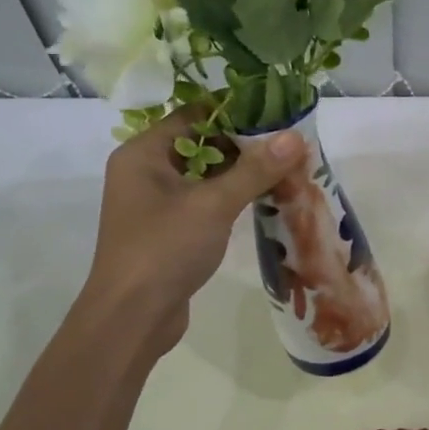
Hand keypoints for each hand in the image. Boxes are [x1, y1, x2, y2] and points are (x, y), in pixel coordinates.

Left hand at [79, 112, 304, 353]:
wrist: (132, 317)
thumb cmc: (165, 250)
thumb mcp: (213, 205)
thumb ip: (254, 169)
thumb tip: (295, 137)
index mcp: (143, 154)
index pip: (193, 115)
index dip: (235, 112)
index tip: (277, 113)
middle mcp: (145, 172)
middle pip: (201, 144)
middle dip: (246, 145)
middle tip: (290, 145)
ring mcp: (157, 204)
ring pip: (206, 176)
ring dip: (242, 174)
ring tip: (287, 170)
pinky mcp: (170, 231)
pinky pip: (205, 202)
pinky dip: (232, 199)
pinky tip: (265, 200)